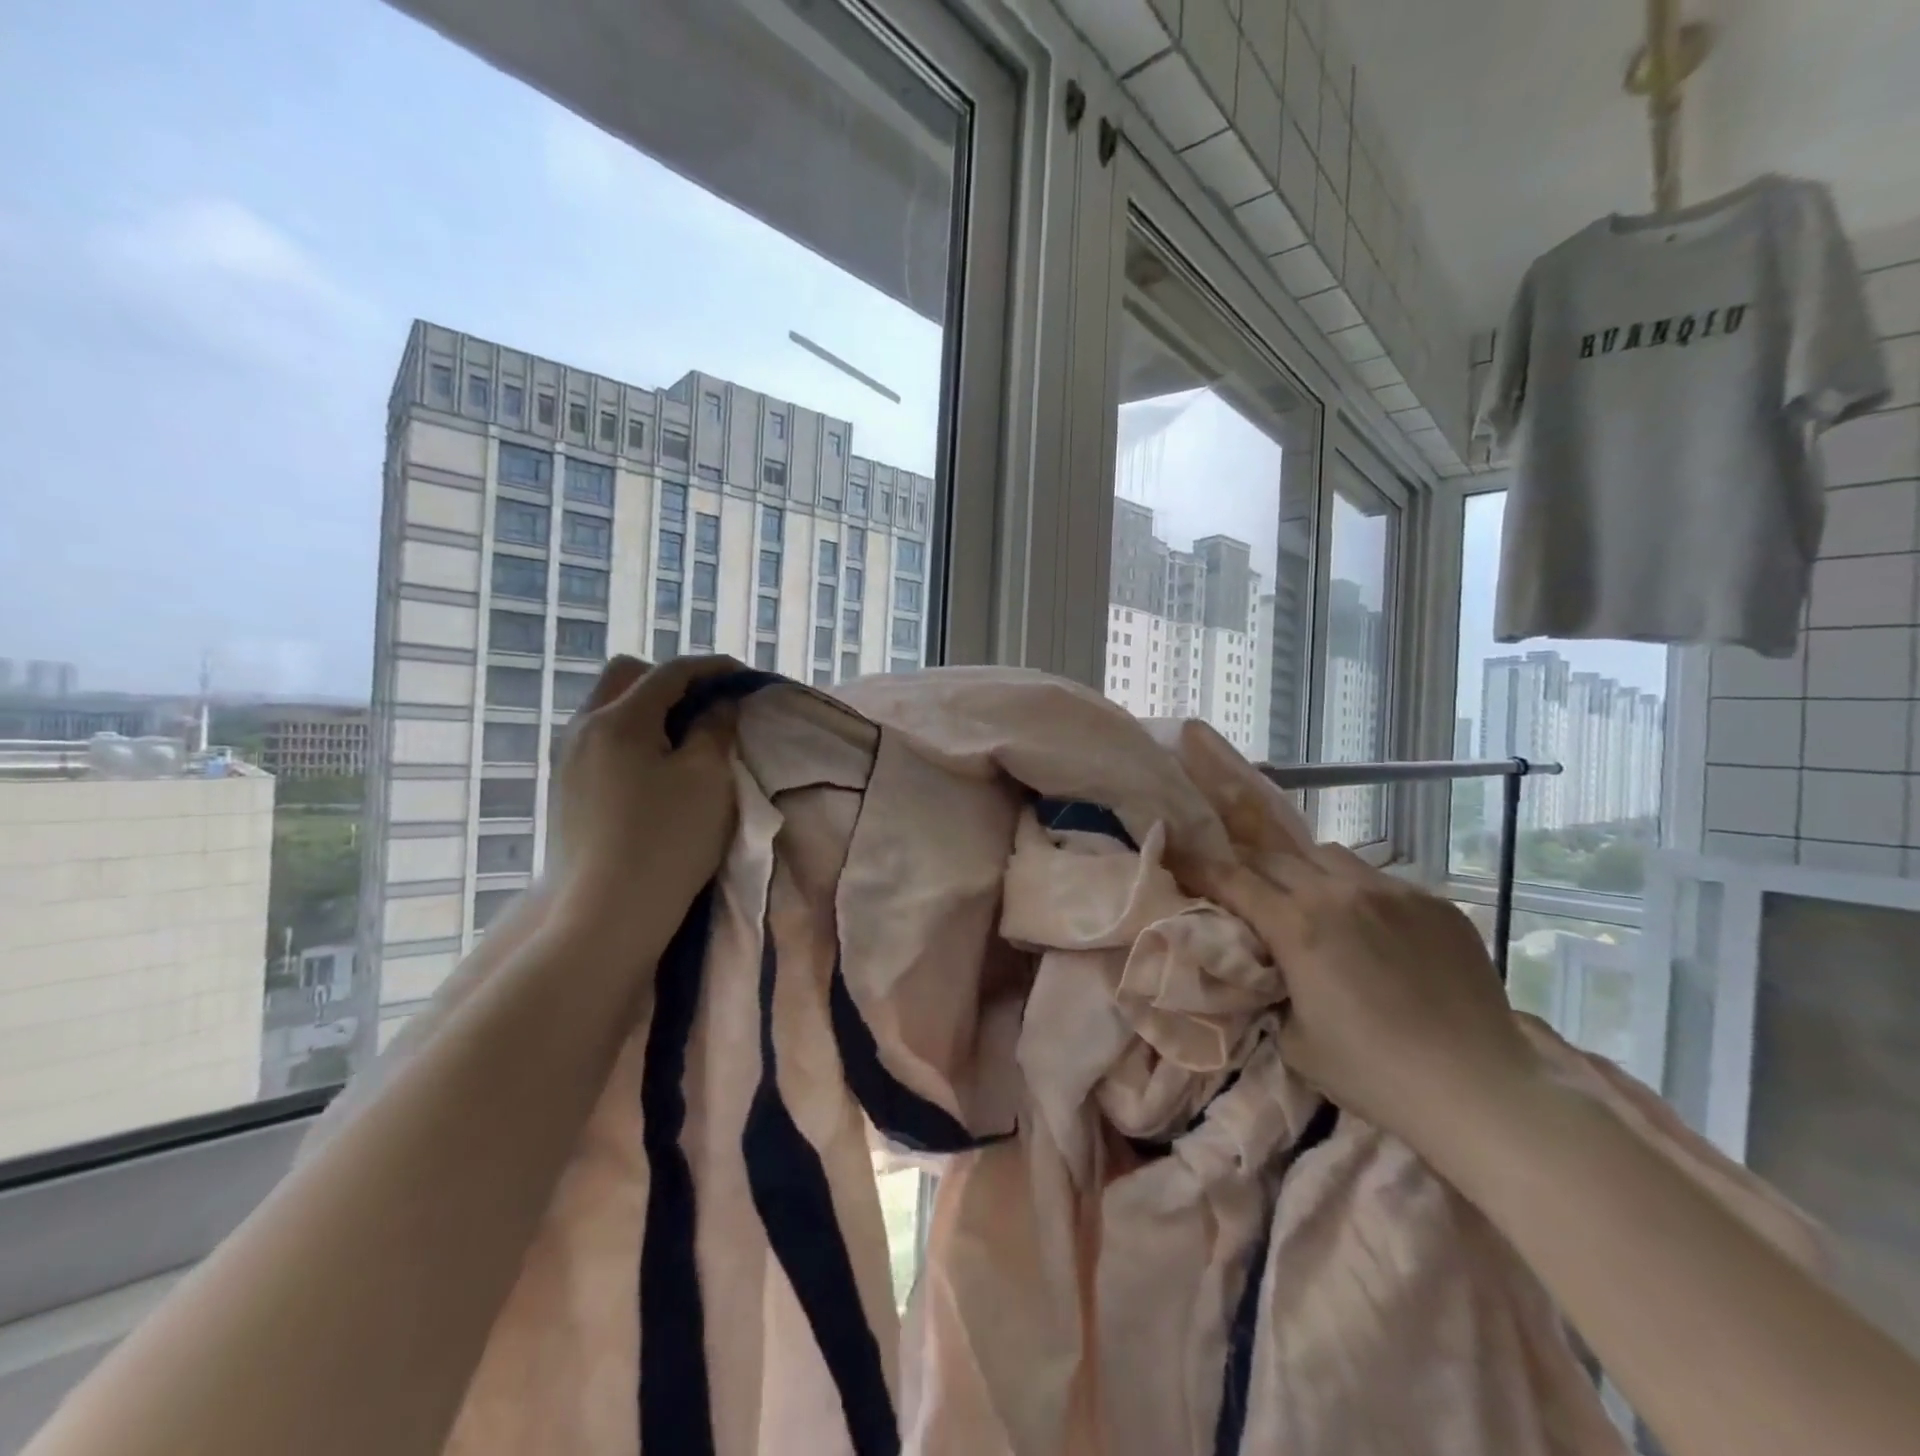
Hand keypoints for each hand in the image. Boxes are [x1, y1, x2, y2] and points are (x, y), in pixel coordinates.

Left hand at [551, 654, 741, 951]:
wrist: (608, 913)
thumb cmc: (668, 841)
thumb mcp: (708, 779)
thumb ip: (715, 730)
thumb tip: (718, 705)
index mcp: (619, 719)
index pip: (670, 672)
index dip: (712, 668)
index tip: (745, 676)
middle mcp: (582, 727)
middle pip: (627, 676)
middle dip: (670, 679)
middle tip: (708, 704)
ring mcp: (567, 758)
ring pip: (608, 707)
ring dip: (649, 707)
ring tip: (685, 735)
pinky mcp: (564, 787)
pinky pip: (599, 738)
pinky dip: (632, 734)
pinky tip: (654, 765)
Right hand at [1206, 845, 1541, 1157]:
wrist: (1483, 1091)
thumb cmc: (1375, 1074)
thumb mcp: (1295, 1041)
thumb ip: (1271, 990)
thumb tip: (1268, 968)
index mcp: (1298, 926)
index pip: (1232, 879)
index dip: (1198, 864)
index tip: (1176, 852)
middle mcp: (1340, 893)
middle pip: (1275, 856)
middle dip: (1248, 865)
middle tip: (1240, 882)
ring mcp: (1393, 893)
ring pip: (1328, 856)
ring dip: (1303, 870)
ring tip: (1308, 899)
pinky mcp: (1435, 904)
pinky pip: (1380, 880)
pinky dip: (1357, 892)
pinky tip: (1372, 929)